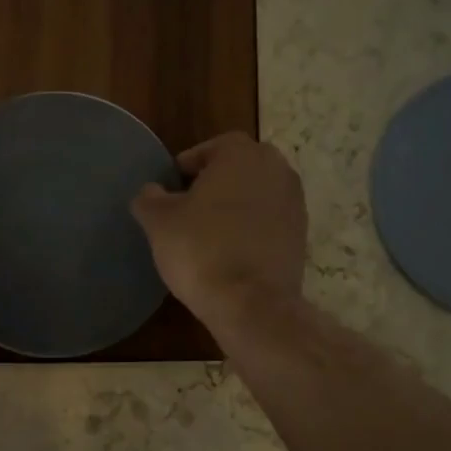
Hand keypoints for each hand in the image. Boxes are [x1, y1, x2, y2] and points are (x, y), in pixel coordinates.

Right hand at [131, 133, 307, 331]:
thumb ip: (150, 198)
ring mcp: (294, 202)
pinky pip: (270, 221)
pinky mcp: (301, 235)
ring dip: (236, 205)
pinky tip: (231, 250)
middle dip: (216, 182)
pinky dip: (252, 228)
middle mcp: (276, 169)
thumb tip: (151, 192)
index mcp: (242, 154)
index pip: (213, 147)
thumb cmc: (200, 250)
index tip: (173, 185)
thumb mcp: (159, 222)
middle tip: (190, 205)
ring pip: (258, 194)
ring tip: (209, 230)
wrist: (251, 303)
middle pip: (240, 167)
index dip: (189, 165)